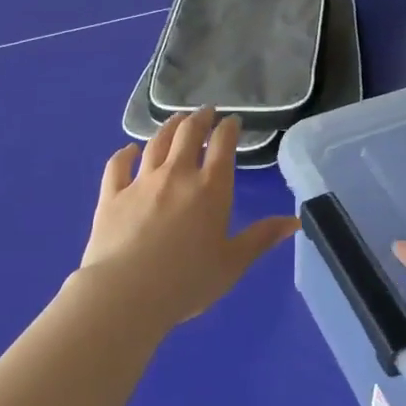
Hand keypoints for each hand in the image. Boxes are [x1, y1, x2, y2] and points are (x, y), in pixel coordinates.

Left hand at [76, 108, 299, 331]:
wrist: (126, 293)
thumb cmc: (188, 281)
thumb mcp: (233, 263)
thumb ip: (261, 238)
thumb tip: (294, 221)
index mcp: (211, 188)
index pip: (223, 146)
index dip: (229, 128)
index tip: (232, 121)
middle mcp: (177, 175)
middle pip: (188, 134)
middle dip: (199, 119)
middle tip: (205, 112)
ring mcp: (141, 182)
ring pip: (156, 143)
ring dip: (168, 128)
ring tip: (176, 121)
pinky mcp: (112, 195)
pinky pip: (118, 165)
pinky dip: (125, 153)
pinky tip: (129, 149)